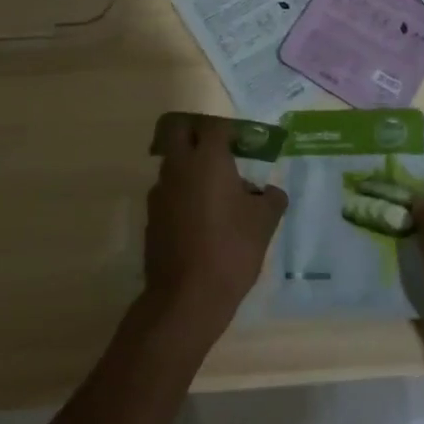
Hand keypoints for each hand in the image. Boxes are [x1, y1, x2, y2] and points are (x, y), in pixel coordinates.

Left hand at [143, 116, 286, 337]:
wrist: (187, 297)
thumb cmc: (232, 249)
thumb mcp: (265, 222)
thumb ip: (271, 198)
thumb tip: (268, 192)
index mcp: (208, 159)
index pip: (215, 125)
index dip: (231, 130)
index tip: (246, 143)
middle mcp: (179, 167)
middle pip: (179, 131)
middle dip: (197, 134)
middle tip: (220, 151)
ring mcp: (160, 192)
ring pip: (172, 163)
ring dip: (190, 166)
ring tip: (216, 192)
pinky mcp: (151, 217)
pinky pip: (168, 192)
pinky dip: (183, 194)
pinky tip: (202, 219)